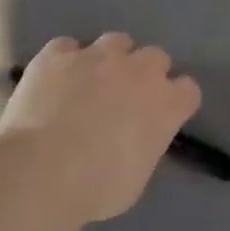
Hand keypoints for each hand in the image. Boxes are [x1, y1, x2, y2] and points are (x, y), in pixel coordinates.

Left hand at [0, 34, 202, 224]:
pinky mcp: (57, 54)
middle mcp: (138, 71)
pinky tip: (55, 79)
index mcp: (165, 105)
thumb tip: (134, 140)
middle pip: (156, 57)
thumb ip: (144, 146)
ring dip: (110, 58)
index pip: (188, 90)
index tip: (163, 115)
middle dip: (145, 73)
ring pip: (115, 41)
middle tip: (126, 97)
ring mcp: (96, 57)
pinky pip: (68, 46)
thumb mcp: (137, 178)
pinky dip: (66, 60)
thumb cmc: (96, 188)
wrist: (41, 171)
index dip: (175, 101)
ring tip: (91, 82)